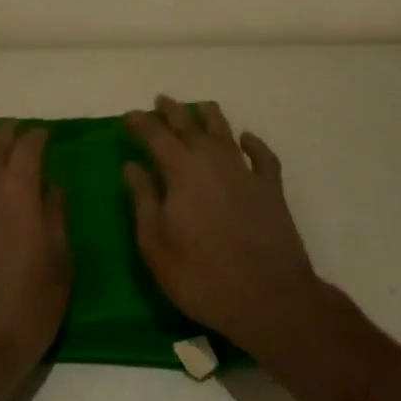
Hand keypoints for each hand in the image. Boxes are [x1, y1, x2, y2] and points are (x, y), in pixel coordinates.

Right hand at [124, 96, 324, 362]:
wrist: (269, 299)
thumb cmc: (202, 276)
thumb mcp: (156, 245)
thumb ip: (143, 200)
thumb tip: (132, 166)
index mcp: (182, 171)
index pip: (156, 136)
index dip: (141, 123)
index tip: (129, 116)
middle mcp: (213, 160)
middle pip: (190, 125)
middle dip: (172, 111)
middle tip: (161, 101)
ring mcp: (245, 172)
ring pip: (225, 131)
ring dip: (209, 116)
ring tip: (199, 108)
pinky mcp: (271, 189)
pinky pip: (262, 155)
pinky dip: (253, 143)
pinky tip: (247, 139)